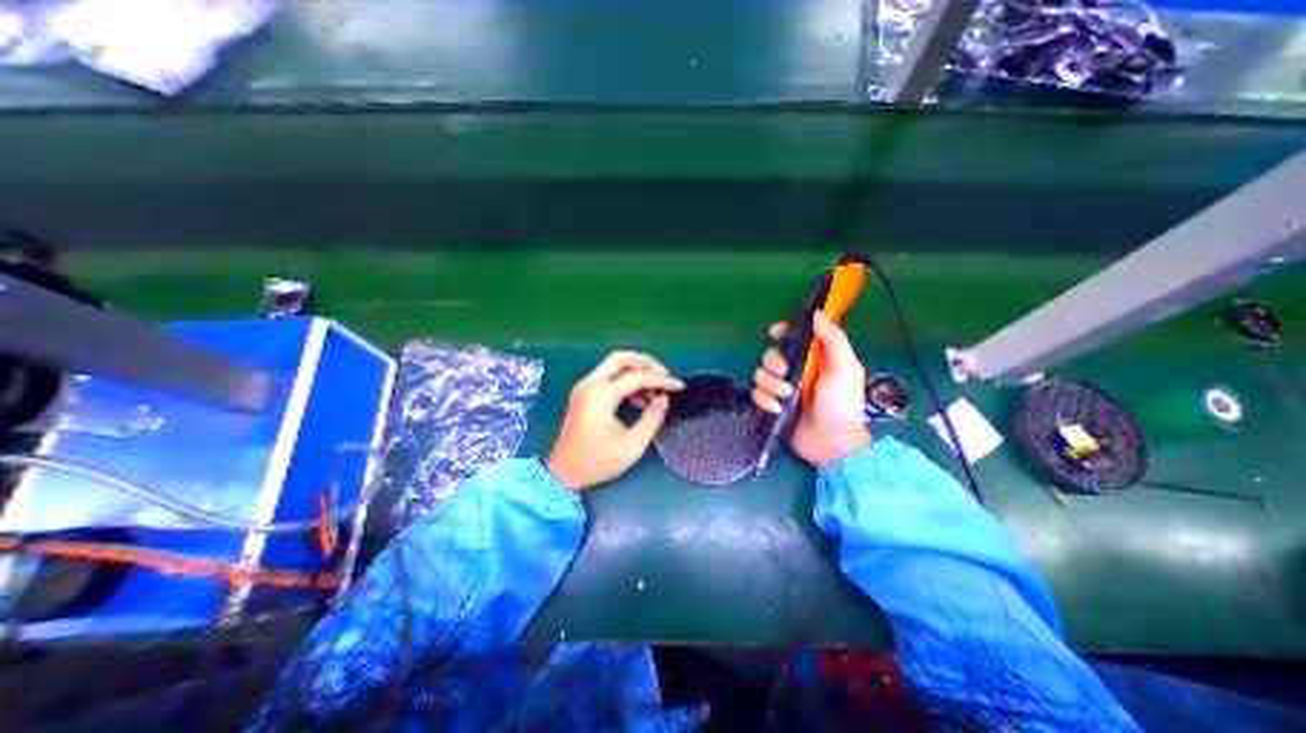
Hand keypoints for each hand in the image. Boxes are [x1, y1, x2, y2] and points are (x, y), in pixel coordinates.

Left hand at [545, 350, 685, 490]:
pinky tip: (639, 400)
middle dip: (646, 364)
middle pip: (621, 358)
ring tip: (653, 394)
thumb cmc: (598, 461)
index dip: (661, 380)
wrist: (564, 472)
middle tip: (664, 377)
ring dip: (636, 373)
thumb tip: (664, 399)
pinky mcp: (584, 394)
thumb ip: (652, 418)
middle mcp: (590, 384)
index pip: (636, 377)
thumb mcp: (632, 444)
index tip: (679, 387)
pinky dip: (625, 382)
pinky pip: (608, 378)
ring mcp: (585, 387)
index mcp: (601, 395)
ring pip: (614, 366)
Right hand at [750, 313, 870, 467]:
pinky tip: (777, 409)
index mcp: (813, 359)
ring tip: (785, 396)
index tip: (775, 333)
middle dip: (774, 362)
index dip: (782, 332)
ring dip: (770, 384)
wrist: (832, 442)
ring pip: (760, 374)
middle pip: (770, 355)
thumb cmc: (842, 403)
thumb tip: (818, 314)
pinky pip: (756, 394)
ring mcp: (781, 389)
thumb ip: (833, 339)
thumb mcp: (845, 368)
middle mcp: (795, 371)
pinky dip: (764, 400)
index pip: (793, 338)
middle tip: (785, 373)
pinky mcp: (771, 405)